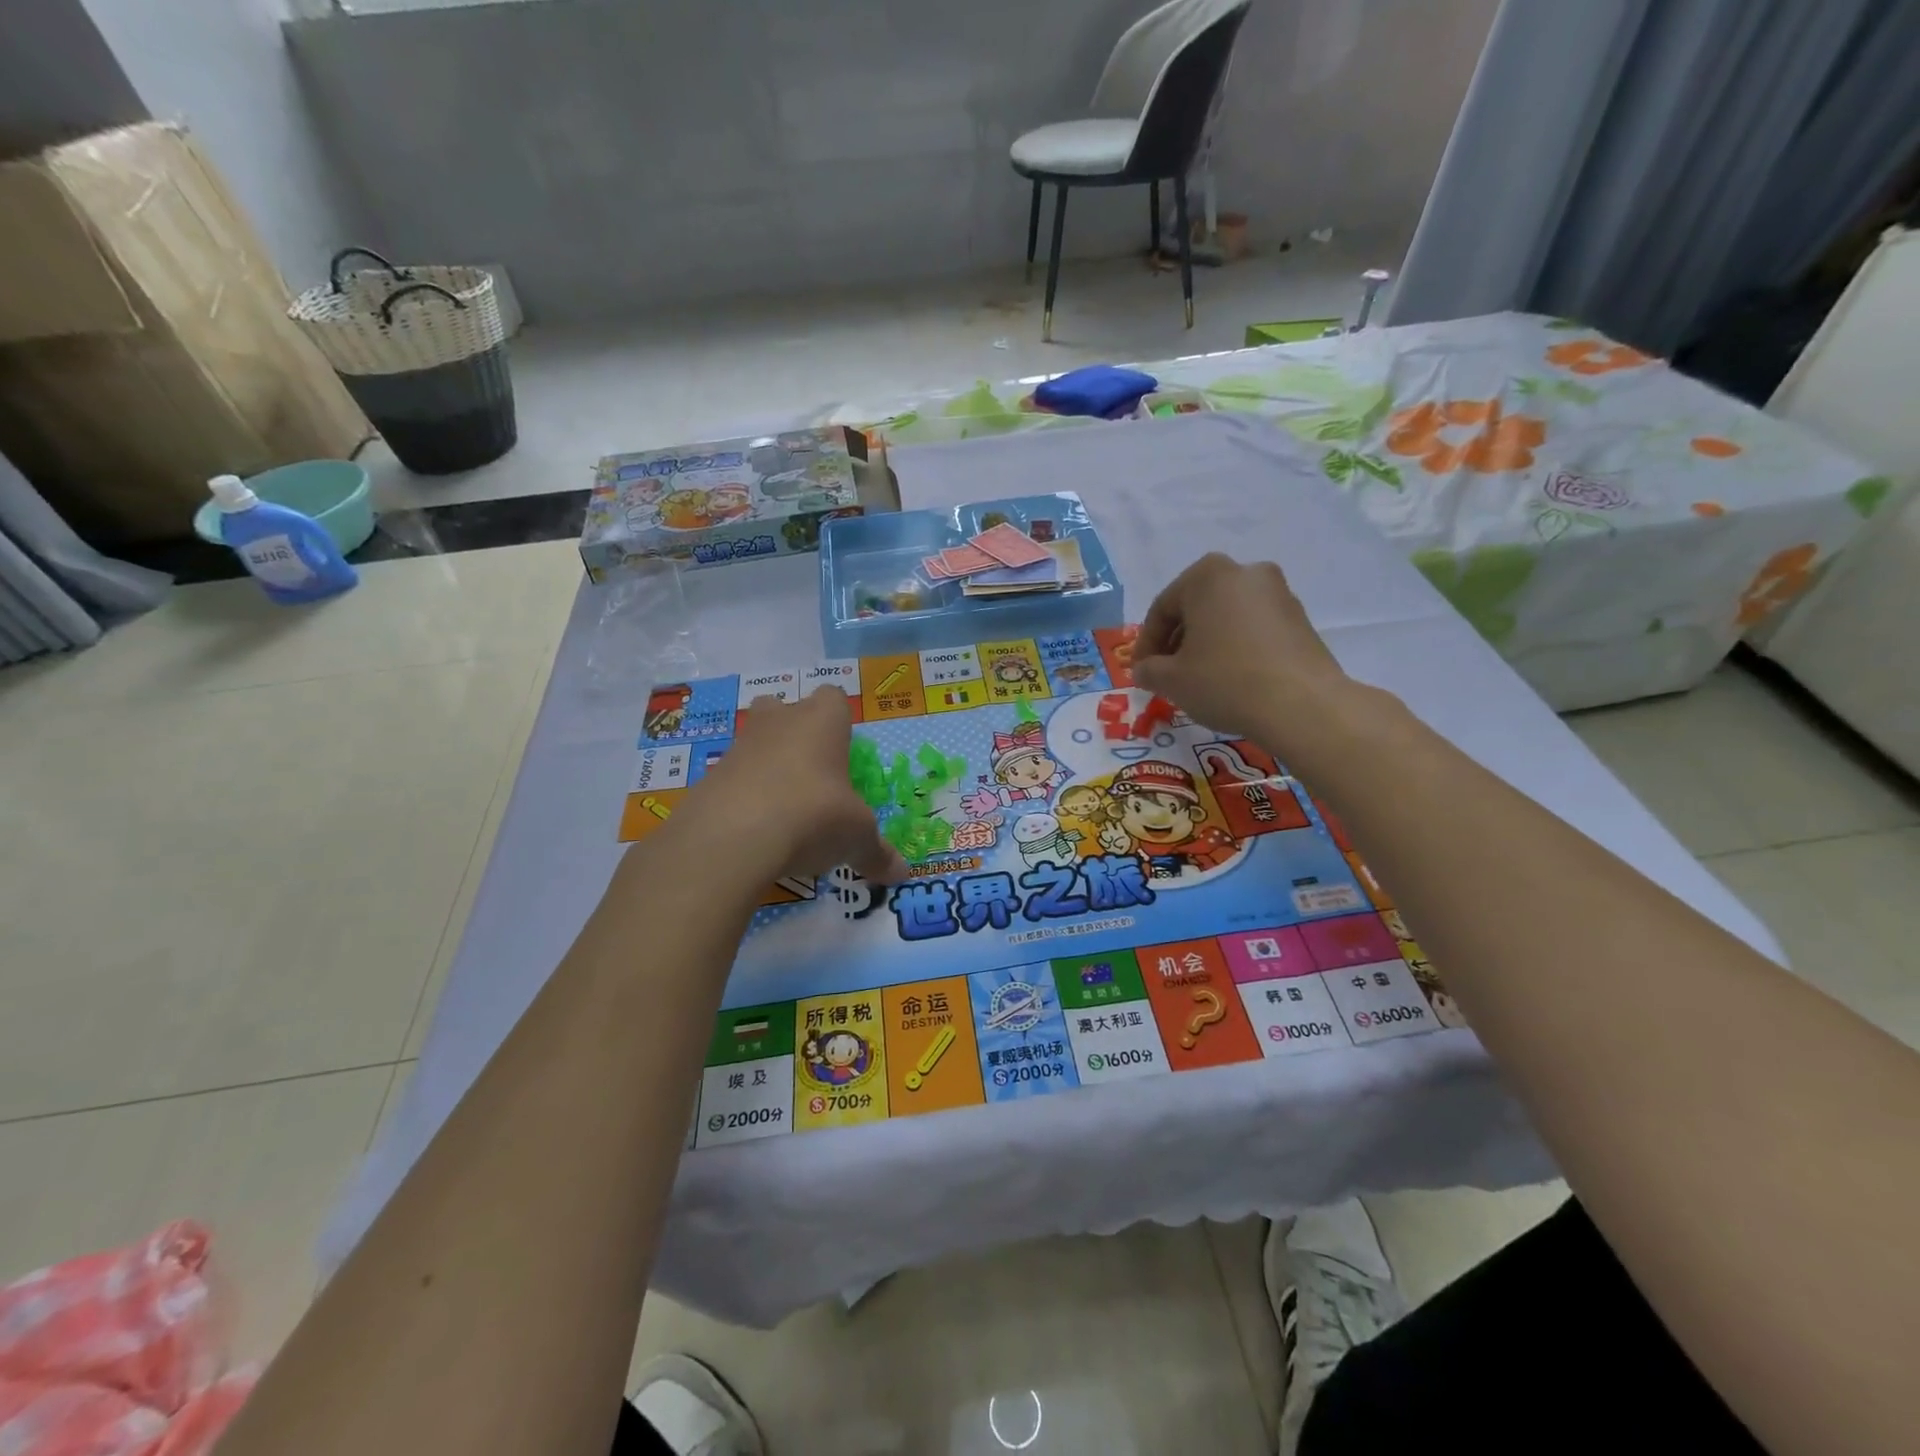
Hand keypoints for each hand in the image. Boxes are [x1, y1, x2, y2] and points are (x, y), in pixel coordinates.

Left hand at [676, 688, 908, 886]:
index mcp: (822, 721)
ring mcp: (739, 746)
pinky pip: (732, 779)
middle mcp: (780, 722)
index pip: (834, 698)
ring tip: (784, 810)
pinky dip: (742, 798)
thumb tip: (902, 873)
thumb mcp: (856, 838)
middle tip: (812, 774)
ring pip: (755, 742)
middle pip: (785, 709)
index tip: (844, 753)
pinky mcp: (709, 777)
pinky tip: (755, 832)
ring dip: (767, 767)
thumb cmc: (813, 816)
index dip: (839, 721)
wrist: (731, 838)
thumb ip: (876, 852)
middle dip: (795, 734)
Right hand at [962, 786, 1000, 818]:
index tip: (963, 798)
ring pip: (969, 810)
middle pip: (966, 804)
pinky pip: (978, 815)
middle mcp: (975, 803)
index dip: (965, 798)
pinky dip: (978, 815)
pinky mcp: (982, 811)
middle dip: (964, 805)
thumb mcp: (984, 792)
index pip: (967, 798)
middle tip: (962, 805)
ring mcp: (977, 808)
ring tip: (967, 810)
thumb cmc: (989, 795)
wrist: (995, 801)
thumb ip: (981, 790)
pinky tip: (978, 814)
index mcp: (974, 798)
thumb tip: (978, 789)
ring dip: (968, 810)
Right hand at [1132, 554, 1352, 741]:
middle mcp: (1245, 572)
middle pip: (1196, 608)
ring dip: (1207, 644)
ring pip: (1226, 618)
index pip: (1162, 608)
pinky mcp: (1300, 620)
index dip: (1146, 644)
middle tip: (1166, 674)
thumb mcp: (1171, 680)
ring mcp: (1278, 594)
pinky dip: (1236, 649)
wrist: (1301, 705)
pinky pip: (1254, 630)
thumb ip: (1149, 670)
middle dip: (1178, 641)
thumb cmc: (1224, 680)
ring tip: (1198, 679)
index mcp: (1207, 575)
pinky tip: (1230, 679)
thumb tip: (1144, 670)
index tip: (1140, 672)